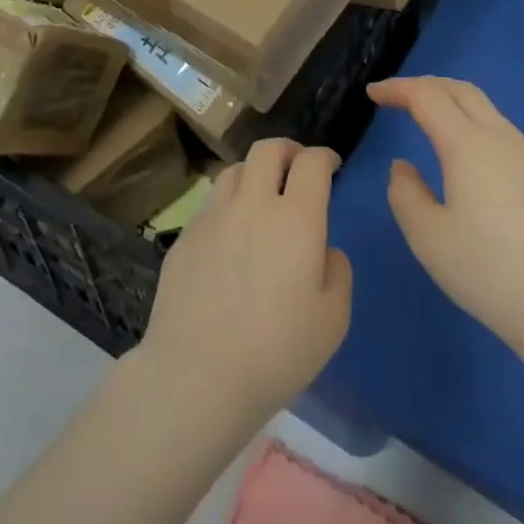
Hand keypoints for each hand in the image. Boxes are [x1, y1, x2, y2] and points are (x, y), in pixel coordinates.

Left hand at [133, 139, 352, 431]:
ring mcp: (213, 216)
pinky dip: (228, 207)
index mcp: (295, 217)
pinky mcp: (185, 235)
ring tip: (261, 194)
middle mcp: (252, 203)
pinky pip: (211, 205)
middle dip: (288, 150)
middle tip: (297, 165)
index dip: (324, 157)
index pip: (311, 163)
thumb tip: (324, 249)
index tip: (331, 164)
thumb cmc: (277, 351)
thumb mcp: (333, 320)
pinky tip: (230, 236)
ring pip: (235, 171)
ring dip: (254, 173)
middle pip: (267, 149)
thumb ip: (337, 272)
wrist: (198, 373)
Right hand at [369, 76, 523, 380]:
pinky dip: (471, 122)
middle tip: (396, 96)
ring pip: (485, 108)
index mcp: (468, 145)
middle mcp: (501, 140)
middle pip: (461, 90)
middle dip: (425, 85)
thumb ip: (404, 193)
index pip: (427, 97)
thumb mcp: (427, 237)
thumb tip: (404, 167)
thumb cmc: (489, 273)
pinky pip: (500, 130)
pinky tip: (464, 152)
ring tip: (426, 117)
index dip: (397, 89)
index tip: (372, 93)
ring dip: (451, 102)